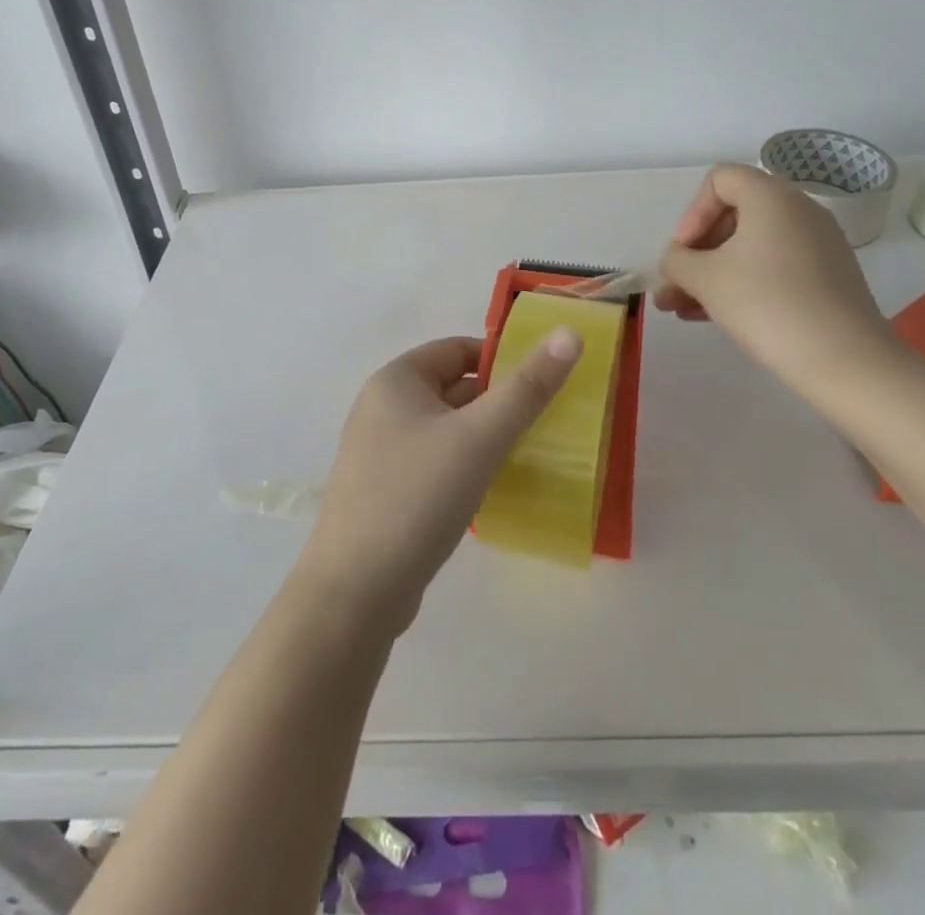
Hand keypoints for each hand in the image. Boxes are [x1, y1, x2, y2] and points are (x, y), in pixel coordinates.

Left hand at [297, 332, 580, 635]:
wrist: (356, 592)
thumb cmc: (417, 497)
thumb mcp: (479, 437)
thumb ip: (527, 387)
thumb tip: (569, 332)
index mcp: (396, 380)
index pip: (458, 349)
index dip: (502, 360)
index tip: (543, 384)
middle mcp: (383, 407)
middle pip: (452, 388)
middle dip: (498, 402)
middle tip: (546, 423)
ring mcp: (380, 451)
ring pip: (446, 428)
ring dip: (484, 437)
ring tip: (528, 455)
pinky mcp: (386, 490)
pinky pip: (435, 461)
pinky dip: (465, 465)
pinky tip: (493, 488)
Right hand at [657, 163, 901, 402]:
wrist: (846, 362)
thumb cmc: (766, 305)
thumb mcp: (705, 280)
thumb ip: (677, 262)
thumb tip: (677, 262)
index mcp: (772, 197)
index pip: (720, 180)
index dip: (692, 212)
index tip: (684, 252)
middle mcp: (799, 211)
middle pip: (733, 215)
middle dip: (696, 252)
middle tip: (673, 287)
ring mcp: (818, 245)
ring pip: (750, 247)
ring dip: (712, 273)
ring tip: (680, 309)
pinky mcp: (827, 277)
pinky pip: (772, 267)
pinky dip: (741, 283)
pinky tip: (713, 316)